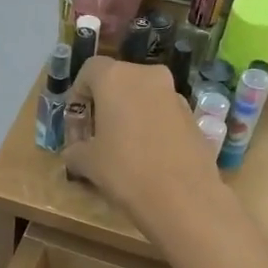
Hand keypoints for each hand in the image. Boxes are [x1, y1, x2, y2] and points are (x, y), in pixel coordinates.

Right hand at [62, 57, 219, 229]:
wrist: (182, 197)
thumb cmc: (124, 170)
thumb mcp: (87, 163)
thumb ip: (75, 151)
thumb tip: (74, 153)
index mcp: (116, 78)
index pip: (90, 70)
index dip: (78, 93)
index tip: (77, 121)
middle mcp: (148, 77)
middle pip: (119, 80)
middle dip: (105, 103)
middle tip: (96, 133)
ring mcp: (175, 95)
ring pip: (144, 96)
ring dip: (130, 114)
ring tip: (122, 148)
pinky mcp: (193, 117)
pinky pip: (163, 114)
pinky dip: (151, 127)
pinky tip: (148, 157)